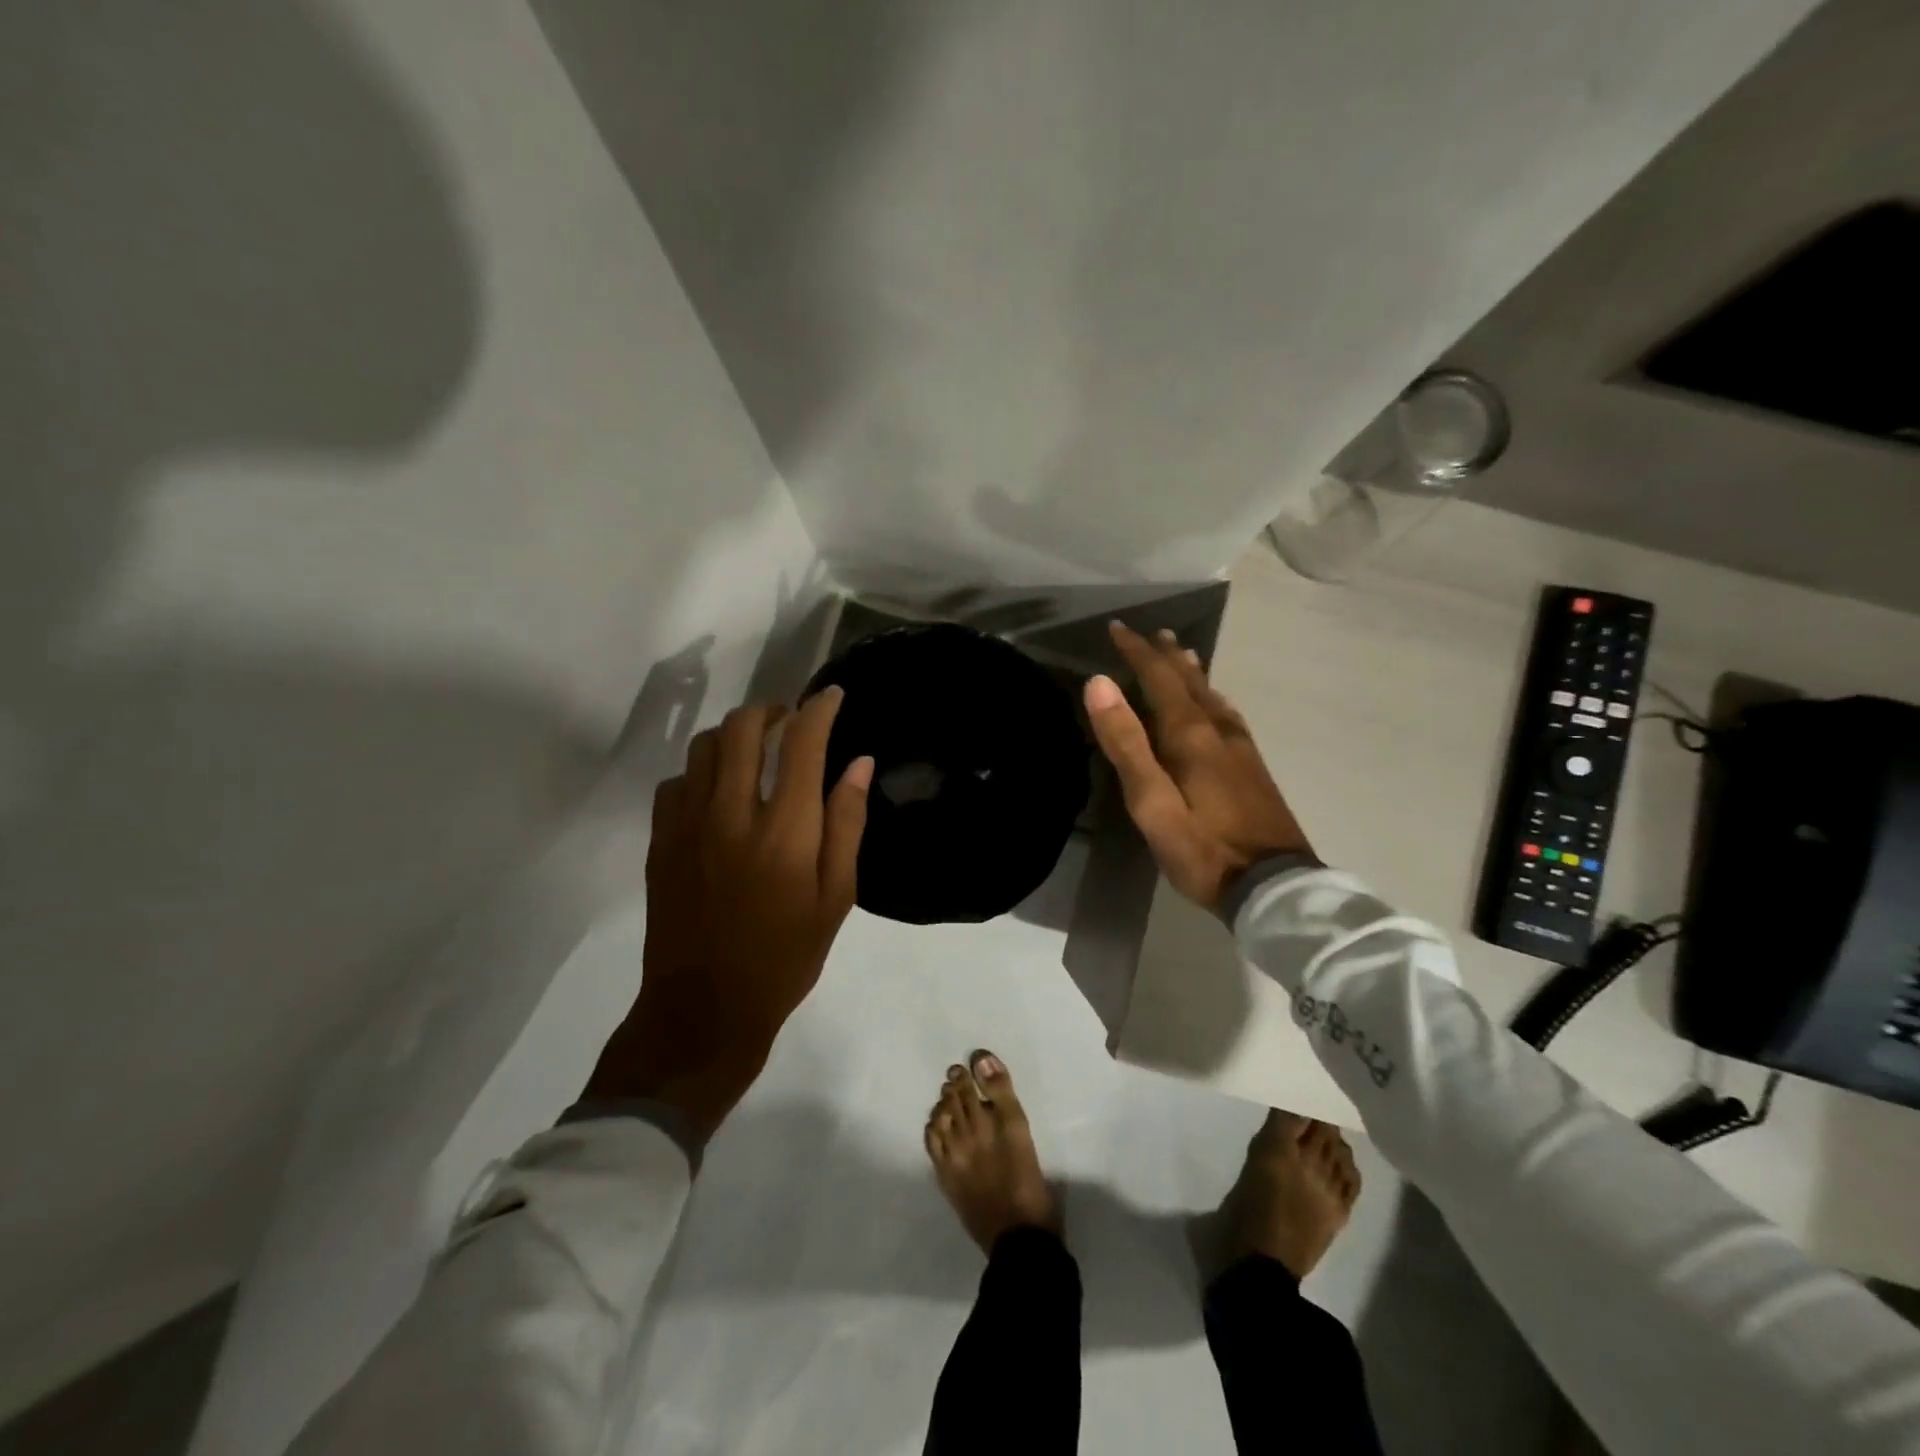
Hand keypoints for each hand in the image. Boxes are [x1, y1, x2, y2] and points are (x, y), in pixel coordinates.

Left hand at [582, 687, 872, 1137]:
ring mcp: (688, 825)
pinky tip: (717, 793)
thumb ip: (847, 824)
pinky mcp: (661, 841)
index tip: (832, 696)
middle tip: (791, 722)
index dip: (819, 709)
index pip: (801, 742)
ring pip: (705, 746)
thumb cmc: (785, 958)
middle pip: (743, 727)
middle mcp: (732, 813)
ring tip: (756, 751)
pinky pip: (676, 782)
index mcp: (785, 830)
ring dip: (735, 735)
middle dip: (772, 710)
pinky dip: (701, 771)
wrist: (705, 1008)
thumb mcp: (836, 898)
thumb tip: (858, 763)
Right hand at [1083, 622, 1311, 909]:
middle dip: (1166, 656)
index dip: (1137, 652)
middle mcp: (1218, 731)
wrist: (1273, 886)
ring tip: (1182, 654)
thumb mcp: (1151, 802)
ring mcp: (1240, 750)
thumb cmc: (1202, 848)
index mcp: (1191, 735)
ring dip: (1192, 673)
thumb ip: (1126, 743)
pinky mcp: (1252, 769)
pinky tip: (1215, 706)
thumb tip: (1100, 683)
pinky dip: (1212, 698)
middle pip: (1190, 682)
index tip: (1117, 628)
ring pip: (1212, 697)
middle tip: (1153, 633)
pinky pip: (1227, 716)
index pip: (1159, 679)